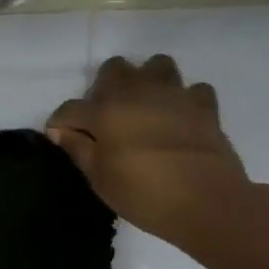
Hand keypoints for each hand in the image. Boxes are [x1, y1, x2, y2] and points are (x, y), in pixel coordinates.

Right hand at [46, 55, 249, 246]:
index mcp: (104, 111)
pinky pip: (192, 89)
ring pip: (156, 65)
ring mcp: (173, 95)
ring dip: (147, 80)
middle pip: (113, 69)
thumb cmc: (144, 193)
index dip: (60, 123)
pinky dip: (185, 99)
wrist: (208, 203)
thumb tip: (61, 130)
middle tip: (106, 116)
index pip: (70, 109)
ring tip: (145, 107)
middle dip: (104, 86)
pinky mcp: (204, 106)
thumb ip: (77, 148)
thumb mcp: (99, 178)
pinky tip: (180, 117)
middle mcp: (136, 93)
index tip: (61, 136)